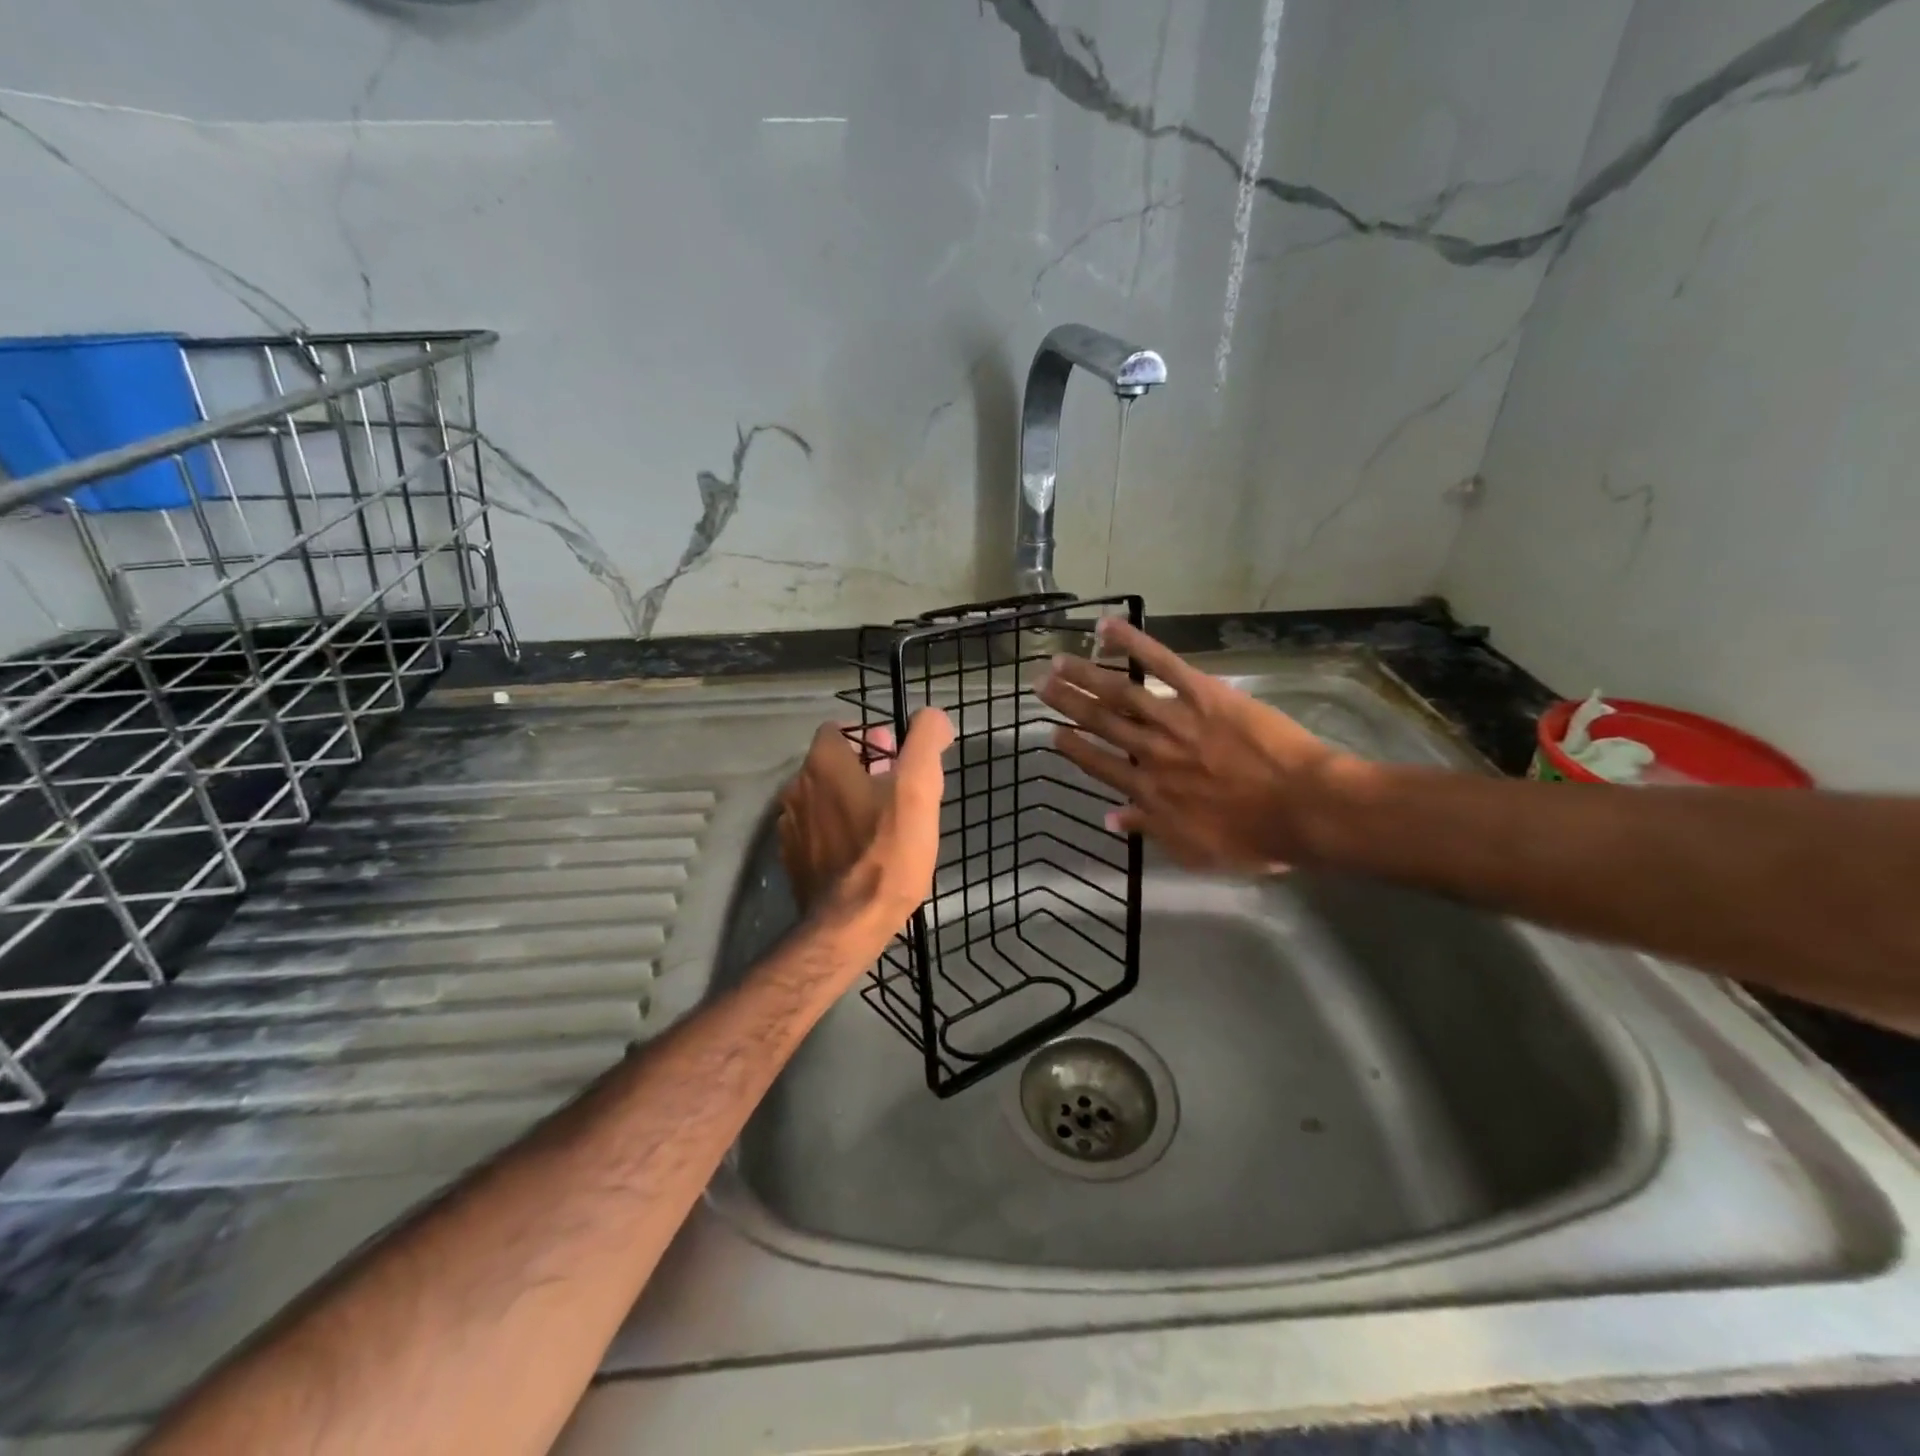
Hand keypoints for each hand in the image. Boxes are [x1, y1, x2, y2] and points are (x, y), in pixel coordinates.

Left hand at [778, 707, 952, 927]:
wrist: (850, 924)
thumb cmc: (888, 850)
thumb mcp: (920, 789)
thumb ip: (926, 742)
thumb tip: (932, 717)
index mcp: (823, 764)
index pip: (838, 729)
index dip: (868, 736)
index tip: (895, 755)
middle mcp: (797, 788)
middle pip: (831, 764)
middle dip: (862, 767)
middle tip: (896, 788)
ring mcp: (791, 827)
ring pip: (823, 799)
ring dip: (847, 800)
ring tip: (882, 821)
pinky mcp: (793, 860)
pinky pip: (816, 832)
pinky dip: (835, 832)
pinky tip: (860, 850)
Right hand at [1034, 620, 1347, 872]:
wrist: (1302, 808)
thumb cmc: (1254, 837)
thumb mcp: (1195, 850)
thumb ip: (1150, 829)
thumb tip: (1110, 817)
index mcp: (1149, 791)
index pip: (1100, 765)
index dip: (1074, 748)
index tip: (1052, 733)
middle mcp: (1150, 752)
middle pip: (1100, 723)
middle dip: (1068, 703)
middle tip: (1041, 685)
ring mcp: (1174, 719)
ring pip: (1119, 693)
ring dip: (1085, 675)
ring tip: (1059, 660)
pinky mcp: (1202, 693)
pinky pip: (1162, 663)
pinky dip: (1132, 643)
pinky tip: (1107, 628)